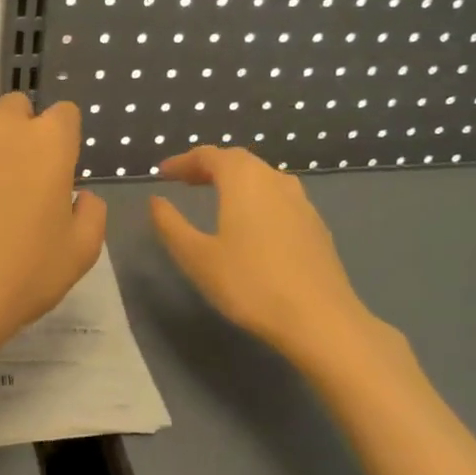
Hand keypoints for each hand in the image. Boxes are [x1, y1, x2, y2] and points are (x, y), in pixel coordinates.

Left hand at [0, 92, 106, 367]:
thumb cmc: (22, 277)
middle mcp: (4, 126)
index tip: (54, 167)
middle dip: (19, 129)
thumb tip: (80, 196)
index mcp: (50, 144)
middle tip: (11, 171)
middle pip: (16, 105)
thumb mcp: (80, 254)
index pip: (65, 114)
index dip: (62, 138)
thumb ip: (91, 214)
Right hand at [149, 147, 385, 368]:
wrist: (320, 319)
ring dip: (235, 180)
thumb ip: (171, 225)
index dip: (182, 161)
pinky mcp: (315, 225)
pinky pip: (279, 197)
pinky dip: (256, 198)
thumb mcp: (197, 257)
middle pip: (238, 161)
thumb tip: (155, 201)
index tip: (162, 174)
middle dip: (209, 166)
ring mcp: (301, 202)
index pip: (209, 155)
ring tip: (216, 197)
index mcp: (243, 180)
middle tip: (185, 181)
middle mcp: (274, 180)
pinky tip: (251, 223)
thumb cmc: (249, 284)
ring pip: (262, 177)